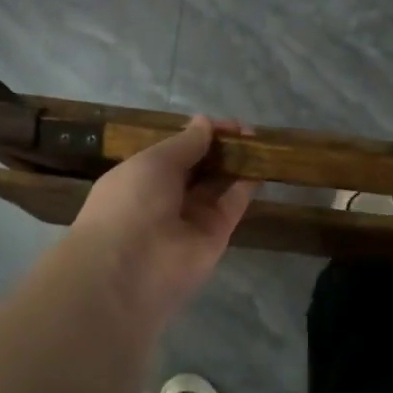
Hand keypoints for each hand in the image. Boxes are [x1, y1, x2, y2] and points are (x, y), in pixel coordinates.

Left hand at [65, 117, 257, 320]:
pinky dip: (246, 186)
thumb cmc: (130, 203)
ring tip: (259, 142)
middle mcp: (165, 198)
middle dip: (220, 148)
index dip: (198, 136)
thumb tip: (205, 123)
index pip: (174, 152)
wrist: (129, 270)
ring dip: (236, 164)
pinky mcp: (215, 237)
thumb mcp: (153, 162)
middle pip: (199, 168)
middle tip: (246, 130)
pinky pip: (232, 205)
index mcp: (140, 177)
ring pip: (218, 185)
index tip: (224, 124)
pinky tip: (262, 163)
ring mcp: (191, 219)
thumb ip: (184, 143)